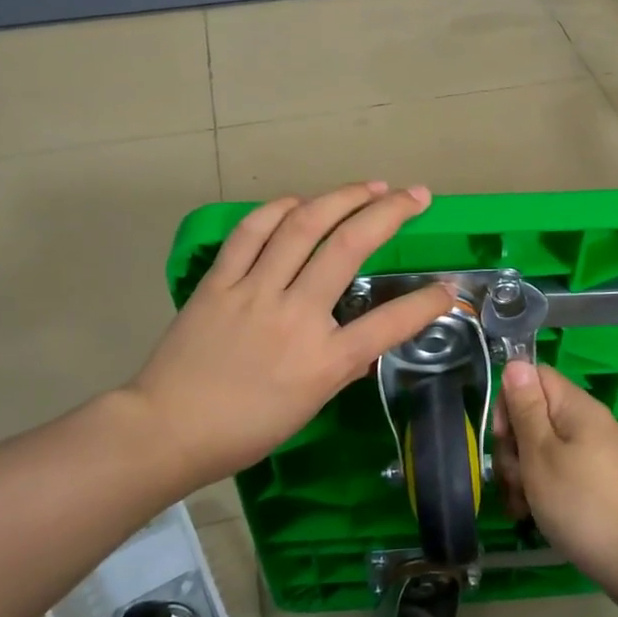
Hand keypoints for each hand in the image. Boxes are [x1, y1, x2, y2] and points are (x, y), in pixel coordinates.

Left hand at [126, 182, 455, 490]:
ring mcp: (254, 292)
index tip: (450, 288)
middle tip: (416, 196)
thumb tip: (369, 342)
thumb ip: (343, 367)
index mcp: (323, 361)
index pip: (389, 324)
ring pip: (303, 226)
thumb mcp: (308, 407)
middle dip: (390, 213)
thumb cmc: (244, 430)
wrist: (167, 429)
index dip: (428, 303)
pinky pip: (251, 232)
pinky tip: (301, 201)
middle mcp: (295, 316)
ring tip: (370, 186)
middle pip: (350, 249)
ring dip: (342, 198)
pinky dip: (279, 209)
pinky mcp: (219, 282)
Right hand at [494, 362, 617, 605]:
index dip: (509, 401)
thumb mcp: (542, 455)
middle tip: (515, 480)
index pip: (533, 377)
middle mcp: (587, 423)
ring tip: (522, 507)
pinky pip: (560, 473)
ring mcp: (595, 454)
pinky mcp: (598, 483)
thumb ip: (526, 408)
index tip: (504, 438)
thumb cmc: (584, 505)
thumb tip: (516, 362)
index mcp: (577, 407)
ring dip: (523, 474)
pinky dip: (542, 490)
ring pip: (543, 449)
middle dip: (513, 447)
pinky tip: (533, 517)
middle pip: (535, 415)